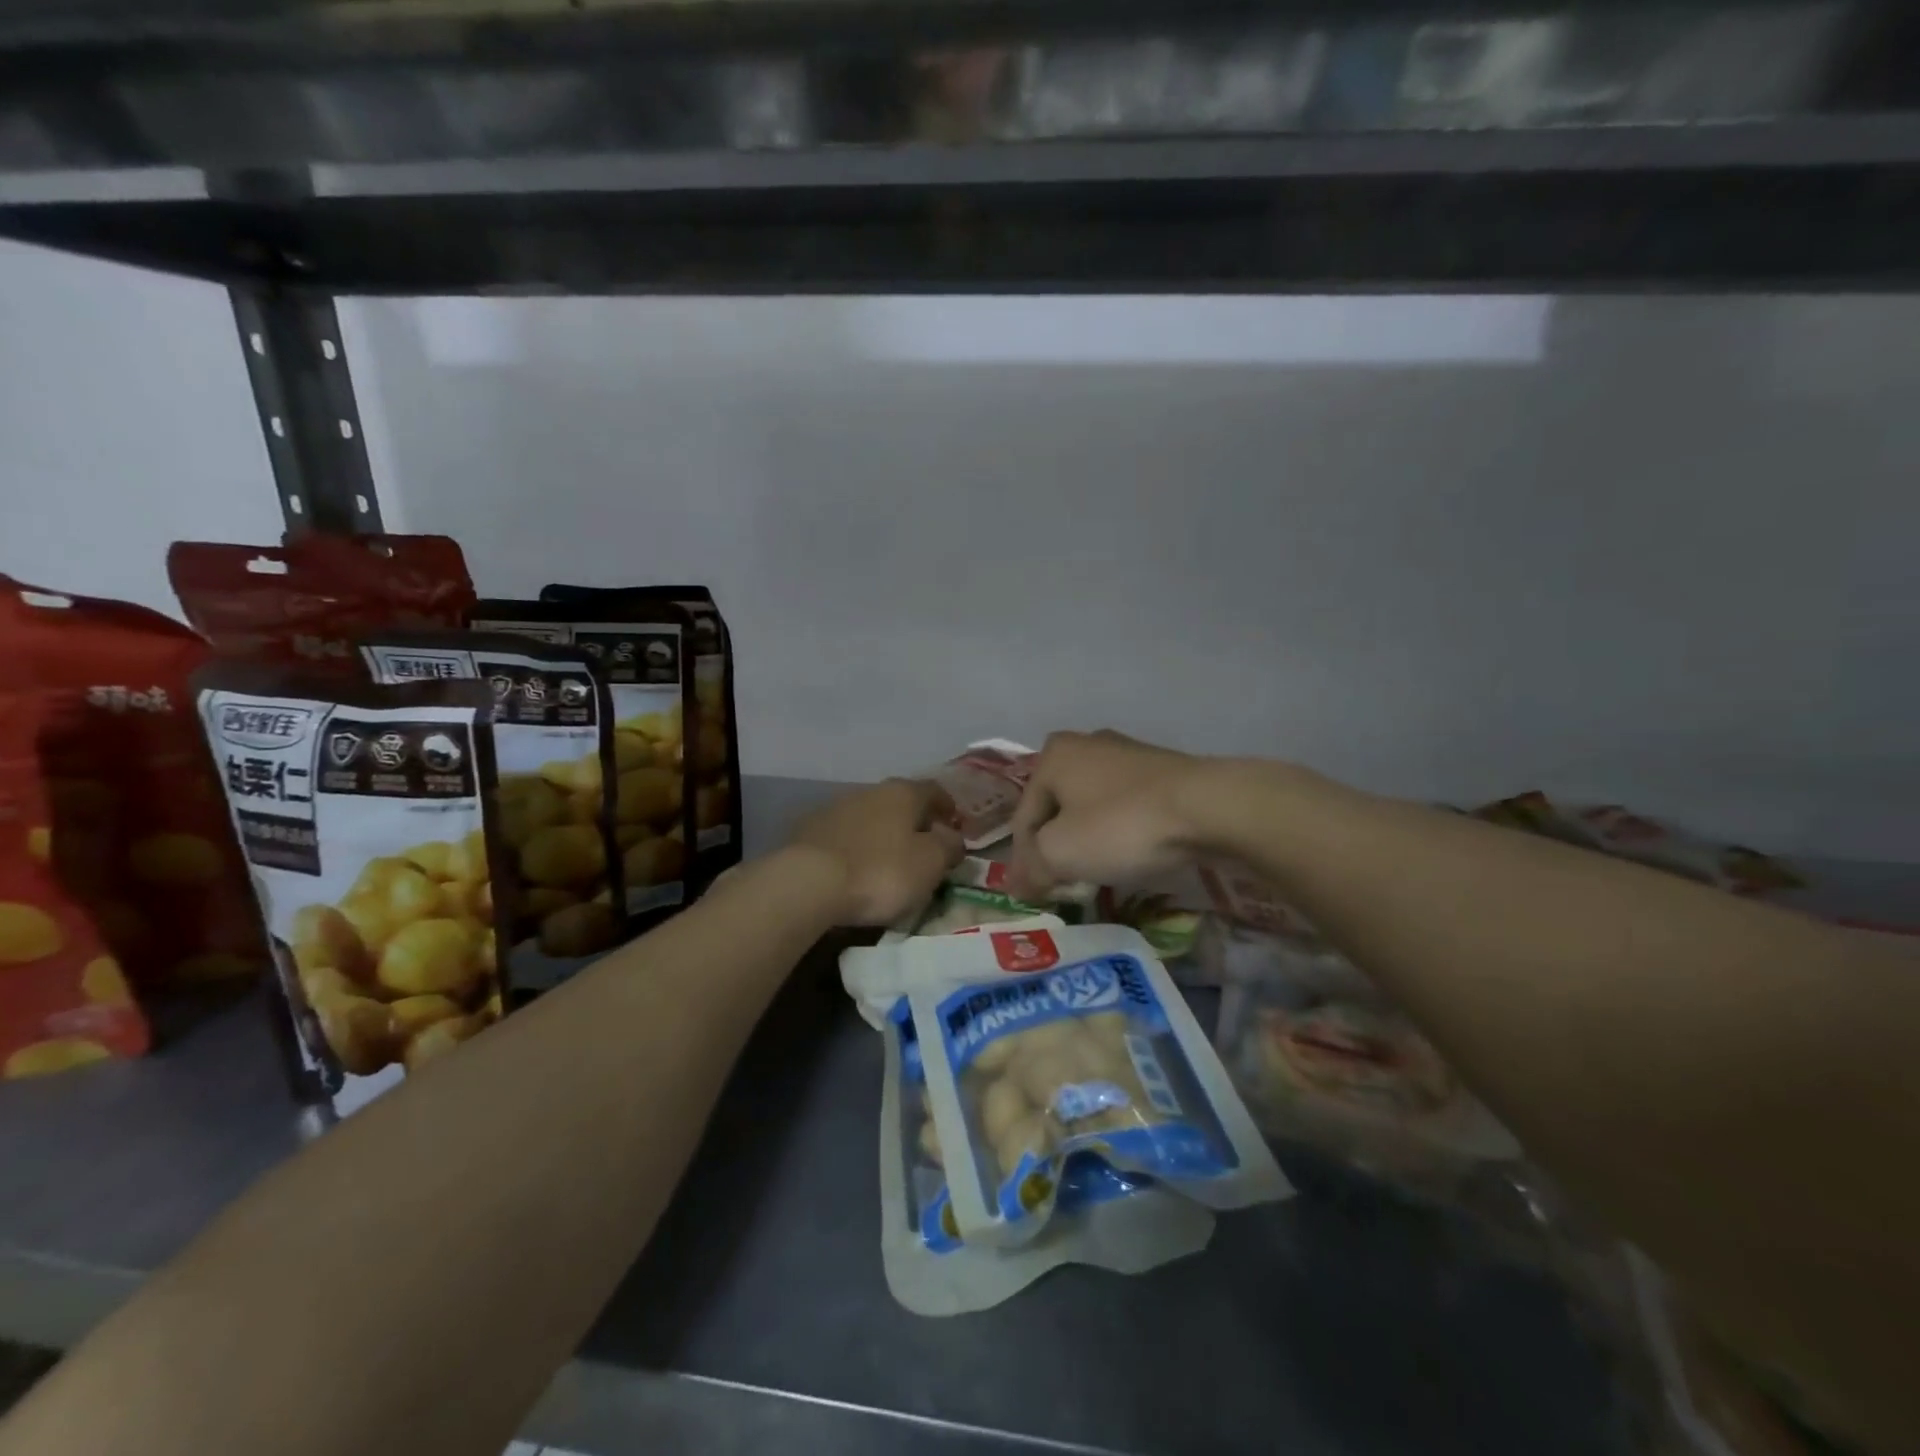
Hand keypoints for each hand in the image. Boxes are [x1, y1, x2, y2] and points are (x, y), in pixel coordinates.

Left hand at [788, 779, 964, 926]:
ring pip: (868, 817)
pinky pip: (842, 836)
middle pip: (899, 802)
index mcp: (903, 793)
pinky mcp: (807, 831)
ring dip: (881, 834)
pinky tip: (854, 868)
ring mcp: (834, 808)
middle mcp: (868, 791)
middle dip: (912, 821)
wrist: (807, 883)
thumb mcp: (929, 864)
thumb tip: (952, 837)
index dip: (947, 807)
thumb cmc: (880, 871)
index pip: (934, 790)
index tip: (953, 825)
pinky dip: (854, 847)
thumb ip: (949, 847)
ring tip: (886, 861)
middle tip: (922, 846)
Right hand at [1006, 731, 1205, 897]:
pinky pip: (1127, 807)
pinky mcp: (1164, 770)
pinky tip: (1132, 854)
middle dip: (1057, 846)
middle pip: (1058, 808)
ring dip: (1090, 839)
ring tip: (1098, 873)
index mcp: (1054, 755)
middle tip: (1063, 882)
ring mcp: (1129, 754)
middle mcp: (1087, 744)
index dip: (1024, 860)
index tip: (1034, 894)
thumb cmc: (1121, 825)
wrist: (1208, 808)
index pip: (1024, 817)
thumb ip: (1032, 868)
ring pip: (1093, 807)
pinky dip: (1122, 831)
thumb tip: (1018, 885)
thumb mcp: (1061, 853)